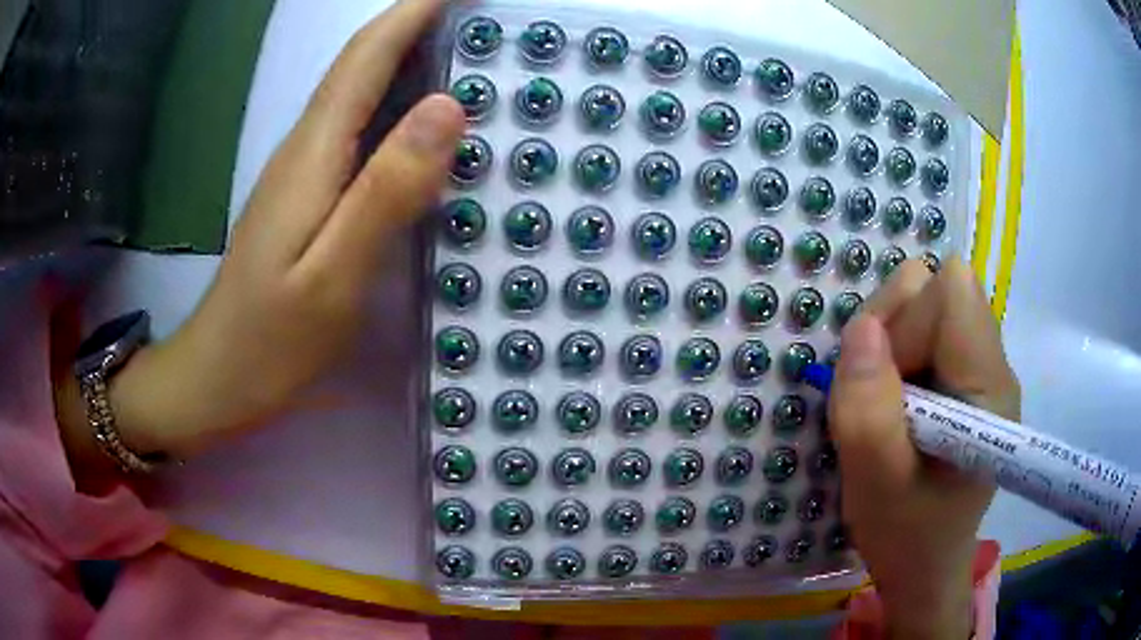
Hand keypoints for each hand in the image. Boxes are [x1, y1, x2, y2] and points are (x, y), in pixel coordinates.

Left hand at [58, 0, 464, 469]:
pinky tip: (424, 120)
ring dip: (408, 59)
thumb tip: (446, 107)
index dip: (411, 14)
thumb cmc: (270, 340)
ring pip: (360, 94)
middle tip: (475, 17)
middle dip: (416, 25)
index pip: (365, 57)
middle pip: (362, 64)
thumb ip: (386, 190)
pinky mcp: (309, 197)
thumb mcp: (333, 274)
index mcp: (313, 153)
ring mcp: (305, 172)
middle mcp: (307, 147)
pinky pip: (358, 132)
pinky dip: (395, 106)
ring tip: (465, 49)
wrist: (218, 379)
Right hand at [829, 259, 1019, 639]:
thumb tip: (862, 328)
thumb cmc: (907, 534)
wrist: (925, 563)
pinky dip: (895, 358)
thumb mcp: (877, 486)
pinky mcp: (964, 375)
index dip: (905, 319)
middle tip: (877, 399)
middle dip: (891, 331)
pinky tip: (894, 406)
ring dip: (888, 346)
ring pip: (923, 305)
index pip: (951, 291)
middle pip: (934, 291)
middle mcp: (992, 362)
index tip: (882, 379)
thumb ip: (868, 411)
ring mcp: (979, 366)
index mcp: (989, 386)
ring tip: (885, 408)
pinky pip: (922, 331)